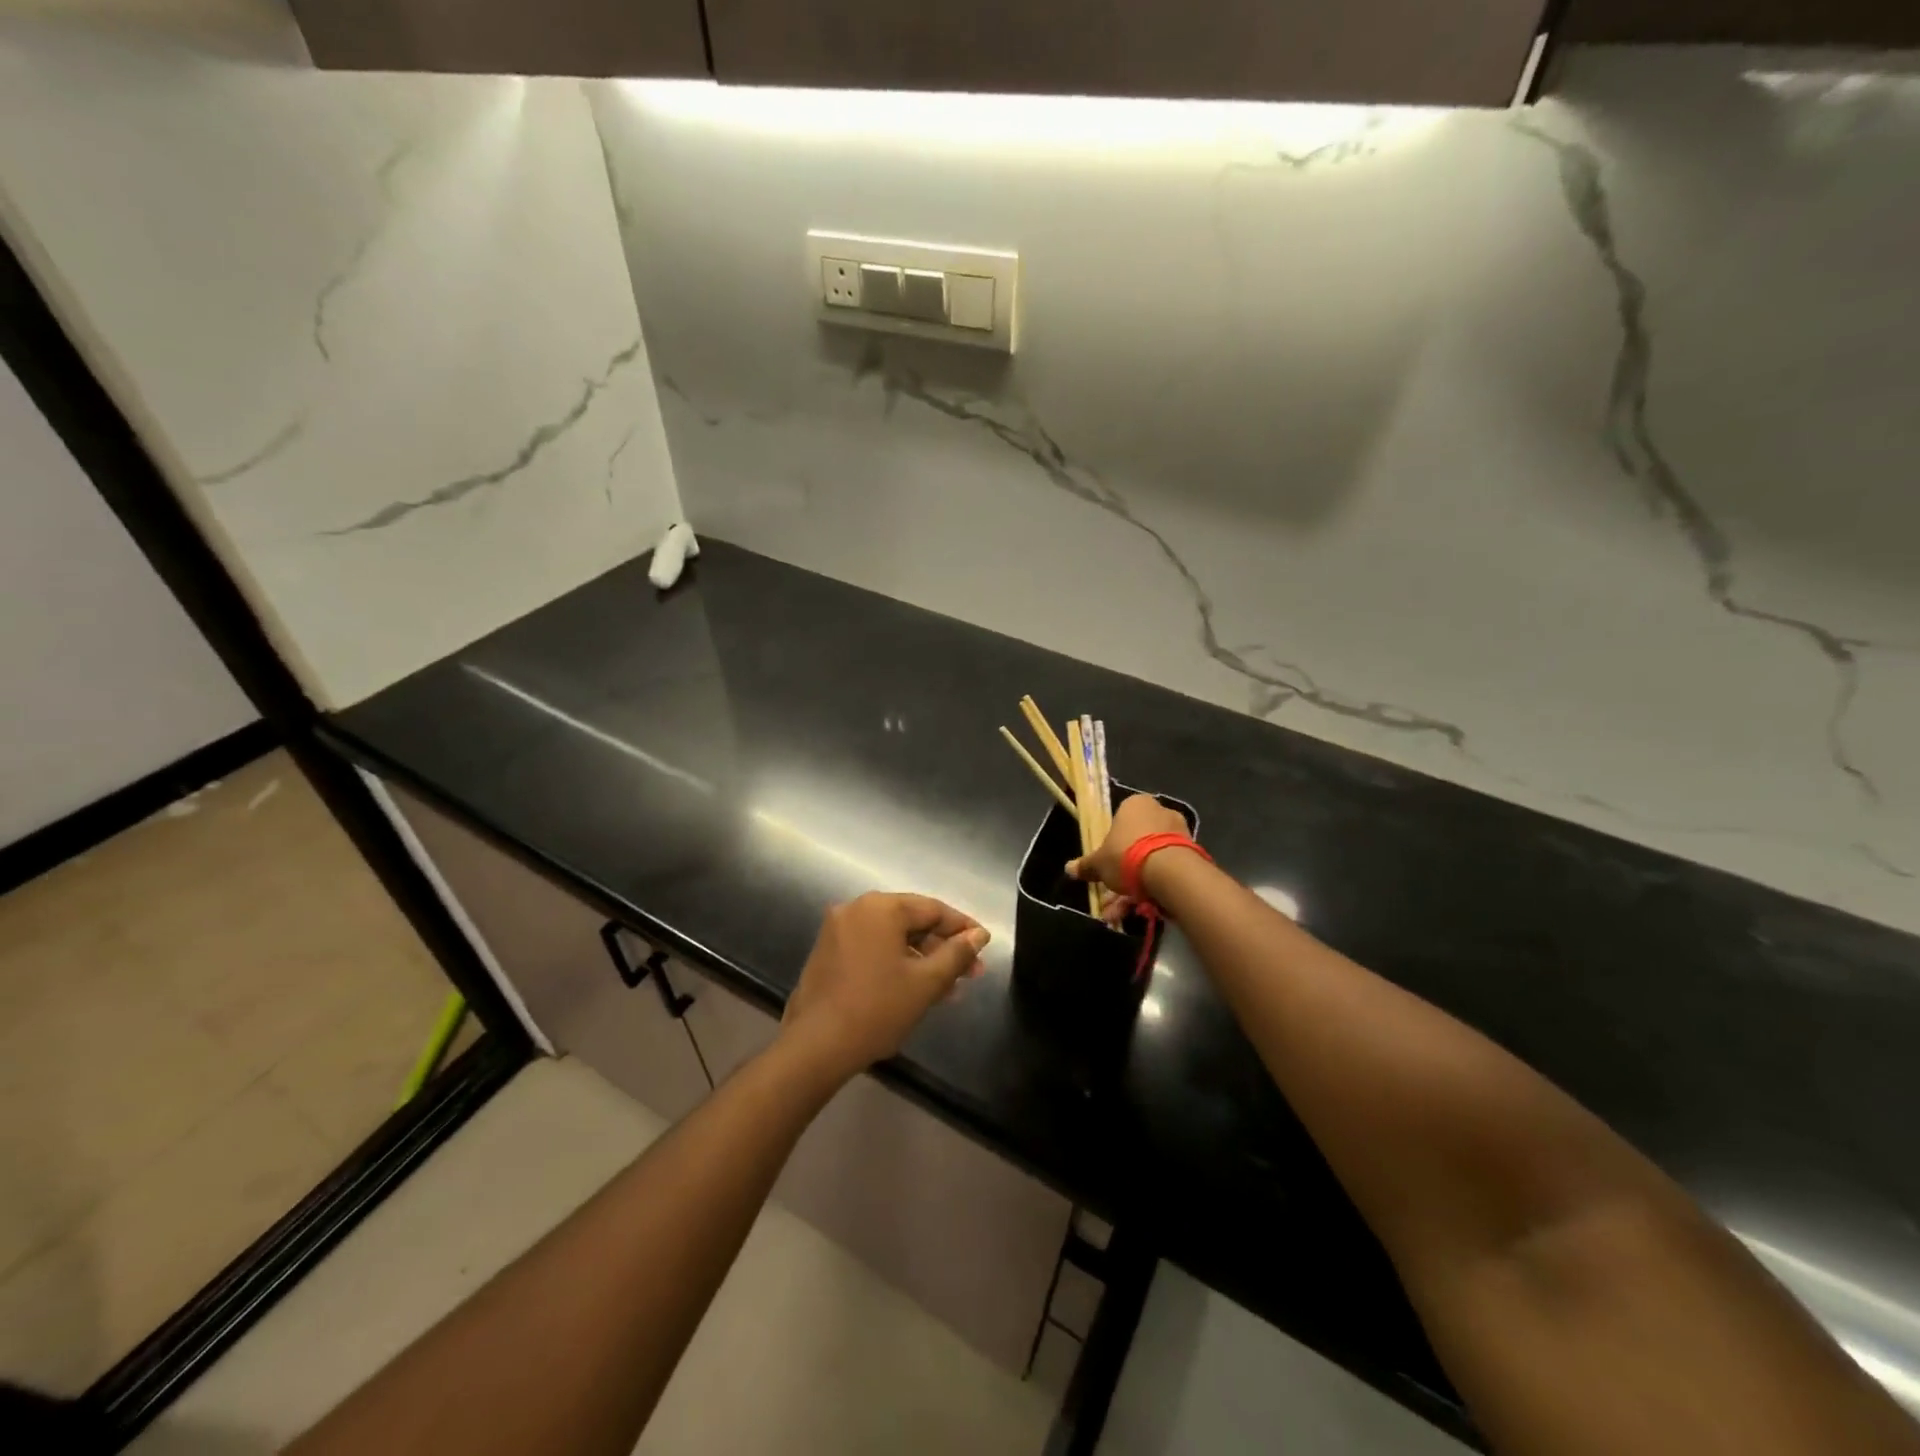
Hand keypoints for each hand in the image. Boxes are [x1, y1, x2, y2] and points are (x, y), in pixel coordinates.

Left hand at [779, 893, 989, 1082]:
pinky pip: (872, 949)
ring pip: (892, 938)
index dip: (963, 928)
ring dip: (922, 959)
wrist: (816, 1047)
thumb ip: (957, 954)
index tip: (984, 948)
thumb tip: (979, 935)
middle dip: (943, 947)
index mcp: (880, 907)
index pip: (933, 909)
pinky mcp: (827, 953)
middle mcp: (856, 909)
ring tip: (948, 989)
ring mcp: (838, 931)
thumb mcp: (926, 982)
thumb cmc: (878, 1008)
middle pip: (911, 921)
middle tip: (971, 974)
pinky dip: (896, 963)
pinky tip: (915, 989)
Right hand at [1068, 793, 1188, 921]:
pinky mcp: (1191, 855)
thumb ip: (1086, 865)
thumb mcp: (1099, 863)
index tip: (1103, 866)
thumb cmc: (1127, 856)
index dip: (1109, 845)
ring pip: (1149, 862)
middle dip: (1119, 875)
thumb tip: (1069, 869)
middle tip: (1108, 897)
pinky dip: (1151, 890)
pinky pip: (1165, 871)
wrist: (1170, 872)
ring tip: (1117, 914)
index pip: (1119, 821)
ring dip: (1132, 889)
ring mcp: (1178, 834)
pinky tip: (1138, 912)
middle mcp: (1159, 813)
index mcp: (1135, 805)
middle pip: (1134, 845)